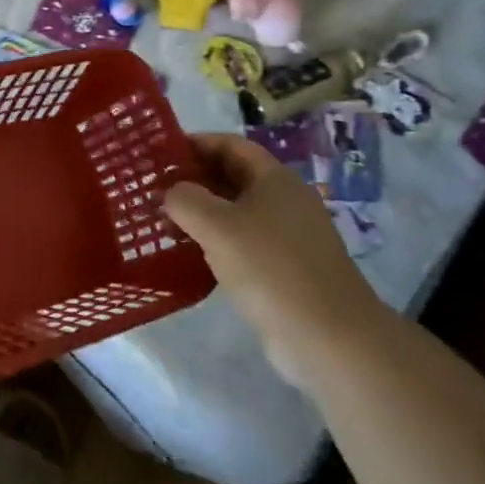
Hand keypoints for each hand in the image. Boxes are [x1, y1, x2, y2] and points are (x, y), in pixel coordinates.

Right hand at [164, 134, 386, 387]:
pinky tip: (188, 256)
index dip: (194, 143)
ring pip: (234, 212)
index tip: (159, 154)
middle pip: (231, 176)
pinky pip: (241, 243)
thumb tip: (171, 193)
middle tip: (153, 190)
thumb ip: (185, 199)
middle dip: (193, 180)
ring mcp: (286, 237)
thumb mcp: (217, 226)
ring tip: (162, 223)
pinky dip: (214, 243)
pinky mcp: (283, 269)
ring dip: (200, 214)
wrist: (330, 340)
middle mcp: (284, 201)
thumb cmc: (271, 269)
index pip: (229, 145)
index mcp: (275, 179)